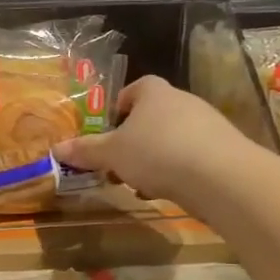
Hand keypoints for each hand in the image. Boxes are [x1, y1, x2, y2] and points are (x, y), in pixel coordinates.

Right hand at [54, 75, 255, 212]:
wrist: (221, 177)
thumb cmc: (157, 152)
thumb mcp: (112, 154)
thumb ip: (86, 151)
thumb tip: (56, 149)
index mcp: (154, 93)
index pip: (137, 87)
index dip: (120, 104)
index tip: (108, 126)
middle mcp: (183, 101)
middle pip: (154, 115)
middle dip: (134, 138)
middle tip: (117, 161)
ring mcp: (207, 125)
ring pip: (172, 138)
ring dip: (154, 157)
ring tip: (139, 182)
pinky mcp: (223, 151)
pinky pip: (191, 156)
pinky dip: (176, 170)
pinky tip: (166, 191)